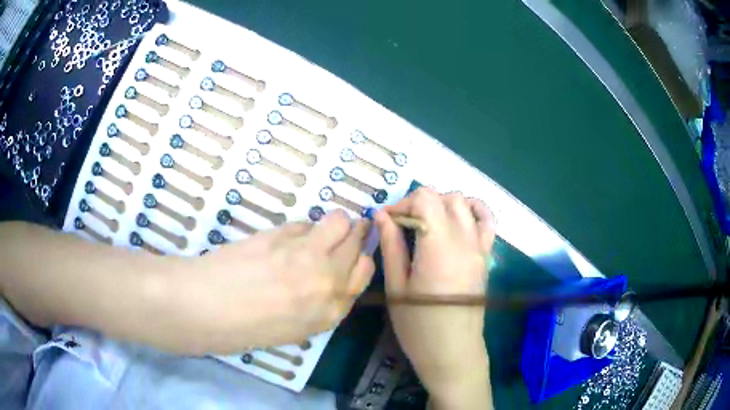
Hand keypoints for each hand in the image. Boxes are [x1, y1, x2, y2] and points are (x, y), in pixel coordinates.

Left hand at [167, 210, 373, 354]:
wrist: (204, 308)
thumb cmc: (243, 329)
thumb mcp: (293, 330)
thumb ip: (319, 305)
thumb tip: (328, 278)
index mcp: (330, 312)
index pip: (363, 275)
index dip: (359, 260)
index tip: (352, 254)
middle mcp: (327, 282)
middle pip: (358, 246)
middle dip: (355, 236)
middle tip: (344, 232)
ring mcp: (306, 256)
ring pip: (341, 223)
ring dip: (337, 222)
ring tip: (322, 227)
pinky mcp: (282, 235)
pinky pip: (306, 223)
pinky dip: (304, 227)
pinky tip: (288, 237)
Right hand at [375, 188, 494, 405]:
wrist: (453, 351)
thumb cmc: (419, 326)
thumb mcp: (397, 287)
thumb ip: (392, 246)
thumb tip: (382, 216)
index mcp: (439, 247)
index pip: (426, 199)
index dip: (403, 203)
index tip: (387, 220)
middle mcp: (464, 240)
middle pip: (445, 197)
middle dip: (420, 203)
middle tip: (403, 224)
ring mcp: (480, 247)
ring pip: (466, 202)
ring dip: (443, 204)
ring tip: (428, 223)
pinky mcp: (487, 256)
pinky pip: (488, 220)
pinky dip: (473, 210)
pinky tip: (458, 219)